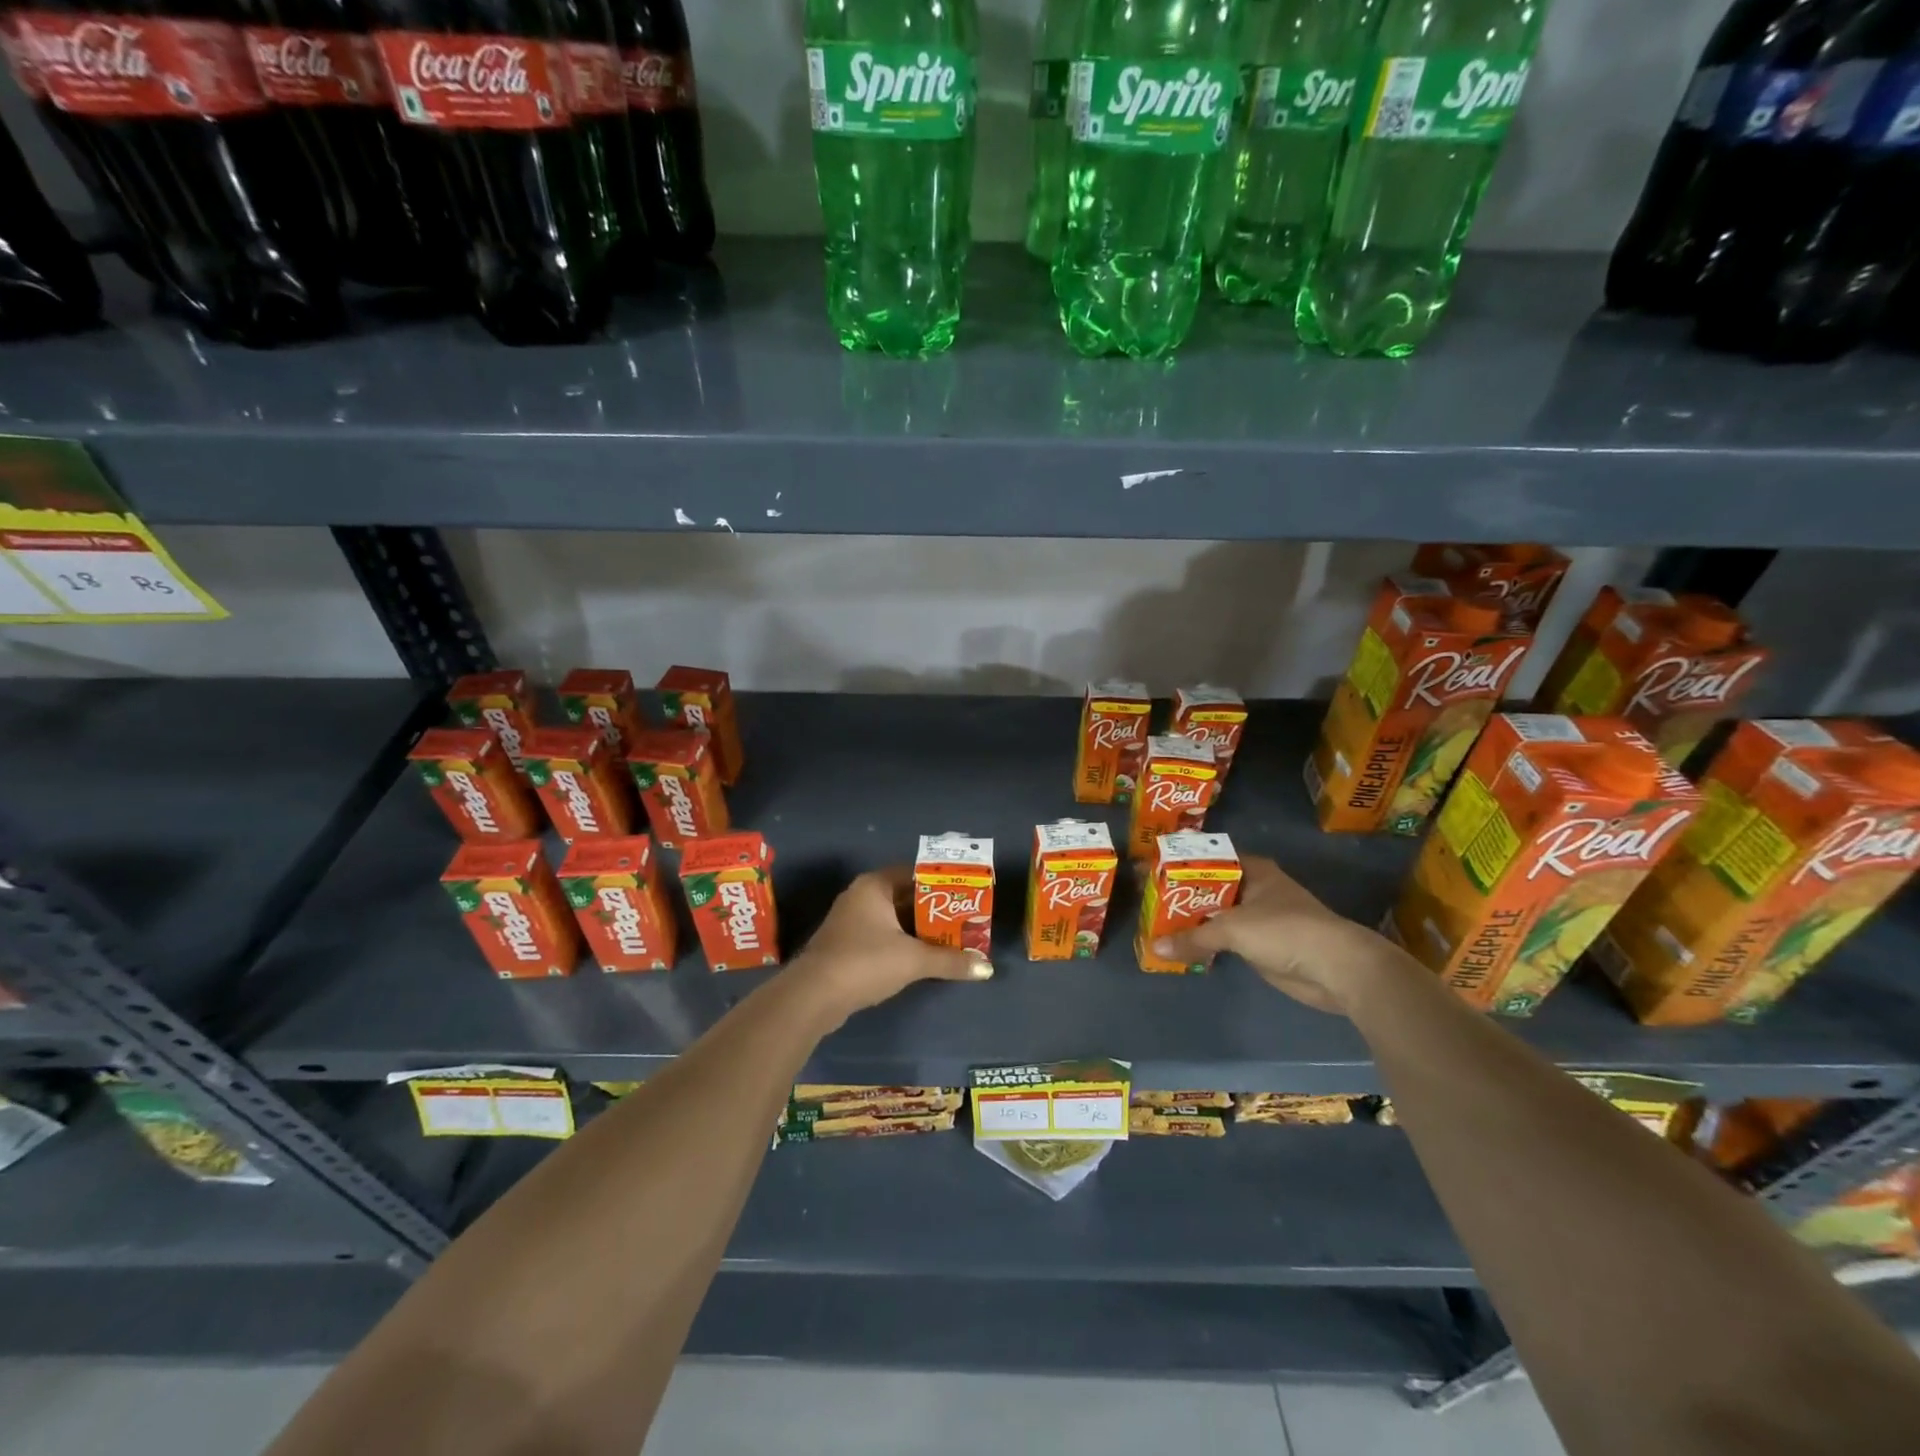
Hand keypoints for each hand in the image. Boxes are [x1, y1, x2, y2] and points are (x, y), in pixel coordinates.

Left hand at [785, 866, 991, 1021]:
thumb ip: (950, 961)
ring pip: (893, 918)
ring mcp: (850, 921)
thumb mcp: (913, 960)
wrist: (813, 996)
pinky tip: (922, 957)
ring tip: (951, 939)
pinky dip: (902, 942)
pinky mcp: (846, 945)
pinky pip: (882, 935)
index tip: (966, 895)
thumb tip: (986, 968)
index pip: (915, 873)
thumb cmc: (864, 962)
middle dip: (934, 910)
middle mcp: (861, 896)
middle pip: (905, 896)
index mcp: (874, 885)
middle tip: (964, 920)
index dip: (942, 883)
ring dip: (918, 929)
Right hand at [1152, 855, 1412, 1017]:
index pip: (1207, 859)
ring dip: (1193, 922)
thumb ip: (1193, 936)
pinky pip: (1225, 940)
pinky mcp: (1262, 945)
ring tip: (1157, 925)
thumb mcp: (1233, 929)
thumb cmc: (1284, 930)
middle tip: (1147, 901)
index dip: (1179, 864)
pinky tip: (1182, 948)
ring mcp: (1259, 918)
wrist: (1336, 968)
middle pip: (1210, 888)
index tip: (1150, 871)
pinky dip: (1206, 943)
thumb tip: (1155, 947)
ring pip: (1217, 915)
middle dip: (1181, 896)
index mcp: (1252, 870)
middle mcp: (1255, 888)